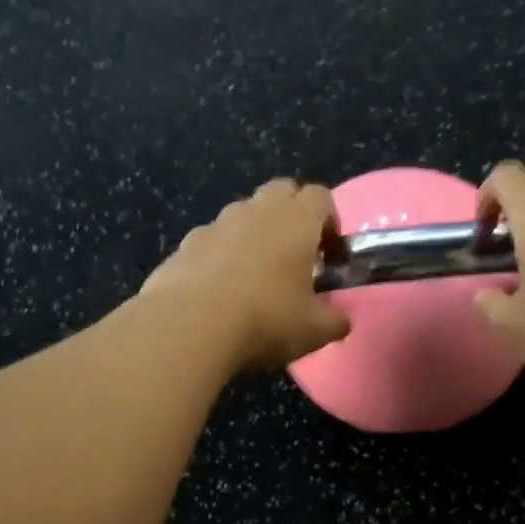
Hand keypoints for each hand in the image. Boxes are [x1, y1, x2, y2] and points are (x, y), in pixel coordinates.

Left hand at [142, 180, 349, 372]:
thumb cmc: (265, 320)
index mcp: (296, 219)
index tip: (330, 256)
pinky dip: (220, 256)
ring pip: (243, 215)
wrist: (189, 328)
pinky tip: (219, 293)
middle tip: (296, 258)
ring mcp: (215, 224)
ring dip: (254, 235)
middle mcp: (256, 210)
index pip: (321, 197)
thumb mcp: (315, 330)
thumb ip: (335, 320)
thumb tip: (340, 319)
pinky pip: (211, 241)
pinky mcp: (184, 245)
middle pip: (281, 193)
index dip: (330, 223)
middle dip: (292, 217)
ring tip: (255, 278)